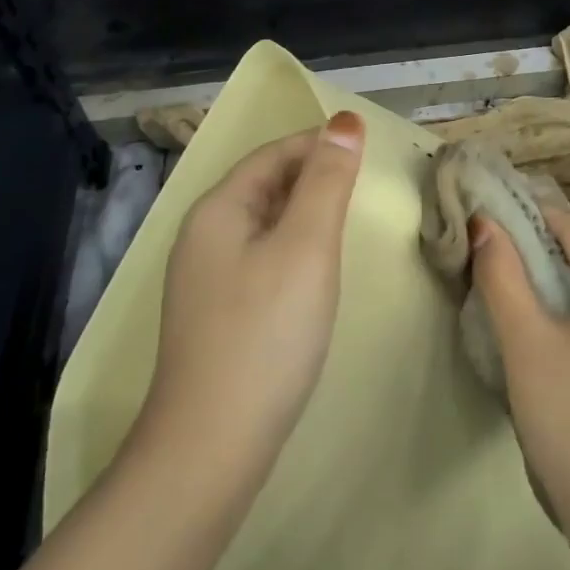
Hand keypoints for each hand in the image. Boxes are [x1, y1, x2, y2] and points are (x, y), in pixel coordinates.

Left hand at [141, 111, 365, 464]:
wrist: (211, 448)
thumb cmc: (266, 334)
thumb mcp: (307, 246)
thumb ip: (327, 181)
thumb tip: (344, 121)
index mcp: (218, 209)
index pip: (273, 154)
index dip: (319, 143)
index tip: (367, 149)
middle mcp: (202, 236)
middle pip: (264, 185)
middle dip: (313, 176)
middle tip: (365, 187)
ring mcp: (204, 279)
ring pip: (262, 224)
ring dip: (304, 212)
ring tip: (347, 221)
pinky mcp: (215, 315)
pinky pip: (259, 258)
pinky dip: (291, 248)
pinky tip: (314, 271)